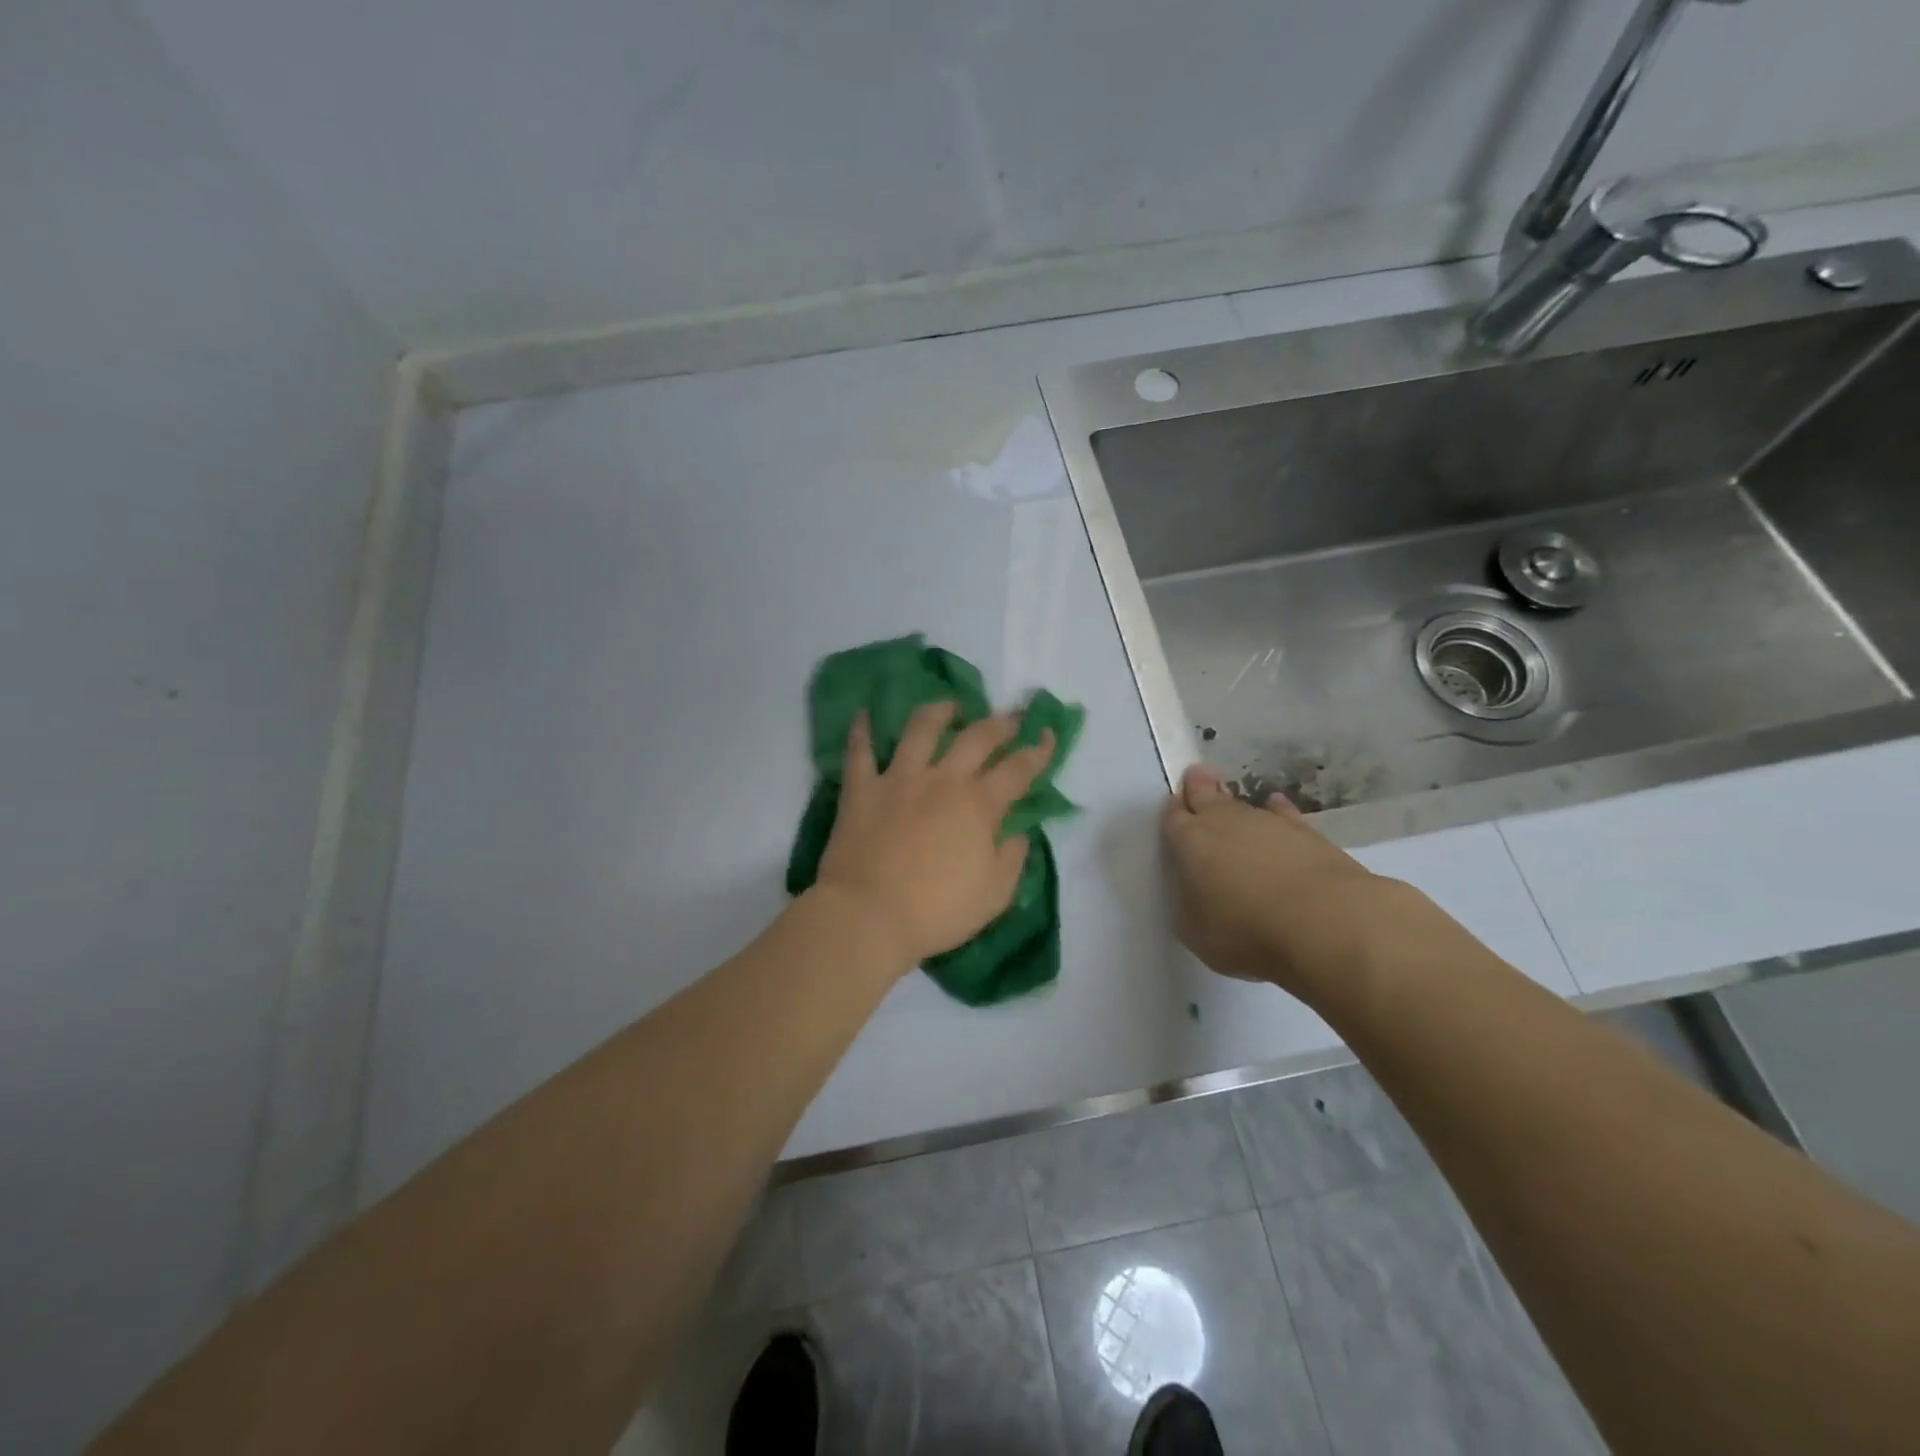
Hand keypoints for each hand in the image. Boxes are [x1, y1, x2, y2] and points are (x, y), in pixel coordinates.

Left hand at [814, 702, 1055, 970]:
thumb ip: (1012, 858)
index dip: (1037, 750)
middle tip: (1011, 715)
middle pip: (976, 738)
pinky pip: (859, 751)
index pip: (1017, 770)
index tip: (1048, 733)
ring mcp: (898, 779)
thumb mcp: (994, 895)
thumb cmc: (937, 911)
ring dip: (939, 711)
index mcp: (978, 805)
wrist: (868, 915)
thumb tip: (1018, 832)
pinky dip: (861, 731)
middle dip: (999, 723)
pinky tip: (864, 714)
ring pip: (920, 729)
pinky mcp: (861, 789)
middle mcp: (941, 780)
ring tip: (950, 705)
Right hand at [1161, 764, 1393, 992]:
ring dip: (1235, 804)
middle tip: (1196, 774)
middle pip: (1206, 795)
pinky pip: (1282, 813)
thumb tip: (1198, 893)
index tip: (1173, 804)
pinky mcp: (1306, 832)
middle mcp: (1224, 823)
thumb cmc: (1245, 932)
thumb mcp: (1196, 931)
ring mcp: (1267, 823)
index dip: (1172, 811)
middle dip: (1199, 786)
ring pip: (1243, 804)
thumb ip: (1190, 904)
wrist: (1323, 923)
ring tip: (1231, 803)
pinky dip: (1276, 811)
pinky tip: (1276, 808)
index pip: (1174, 817)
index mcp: (1189, 842)